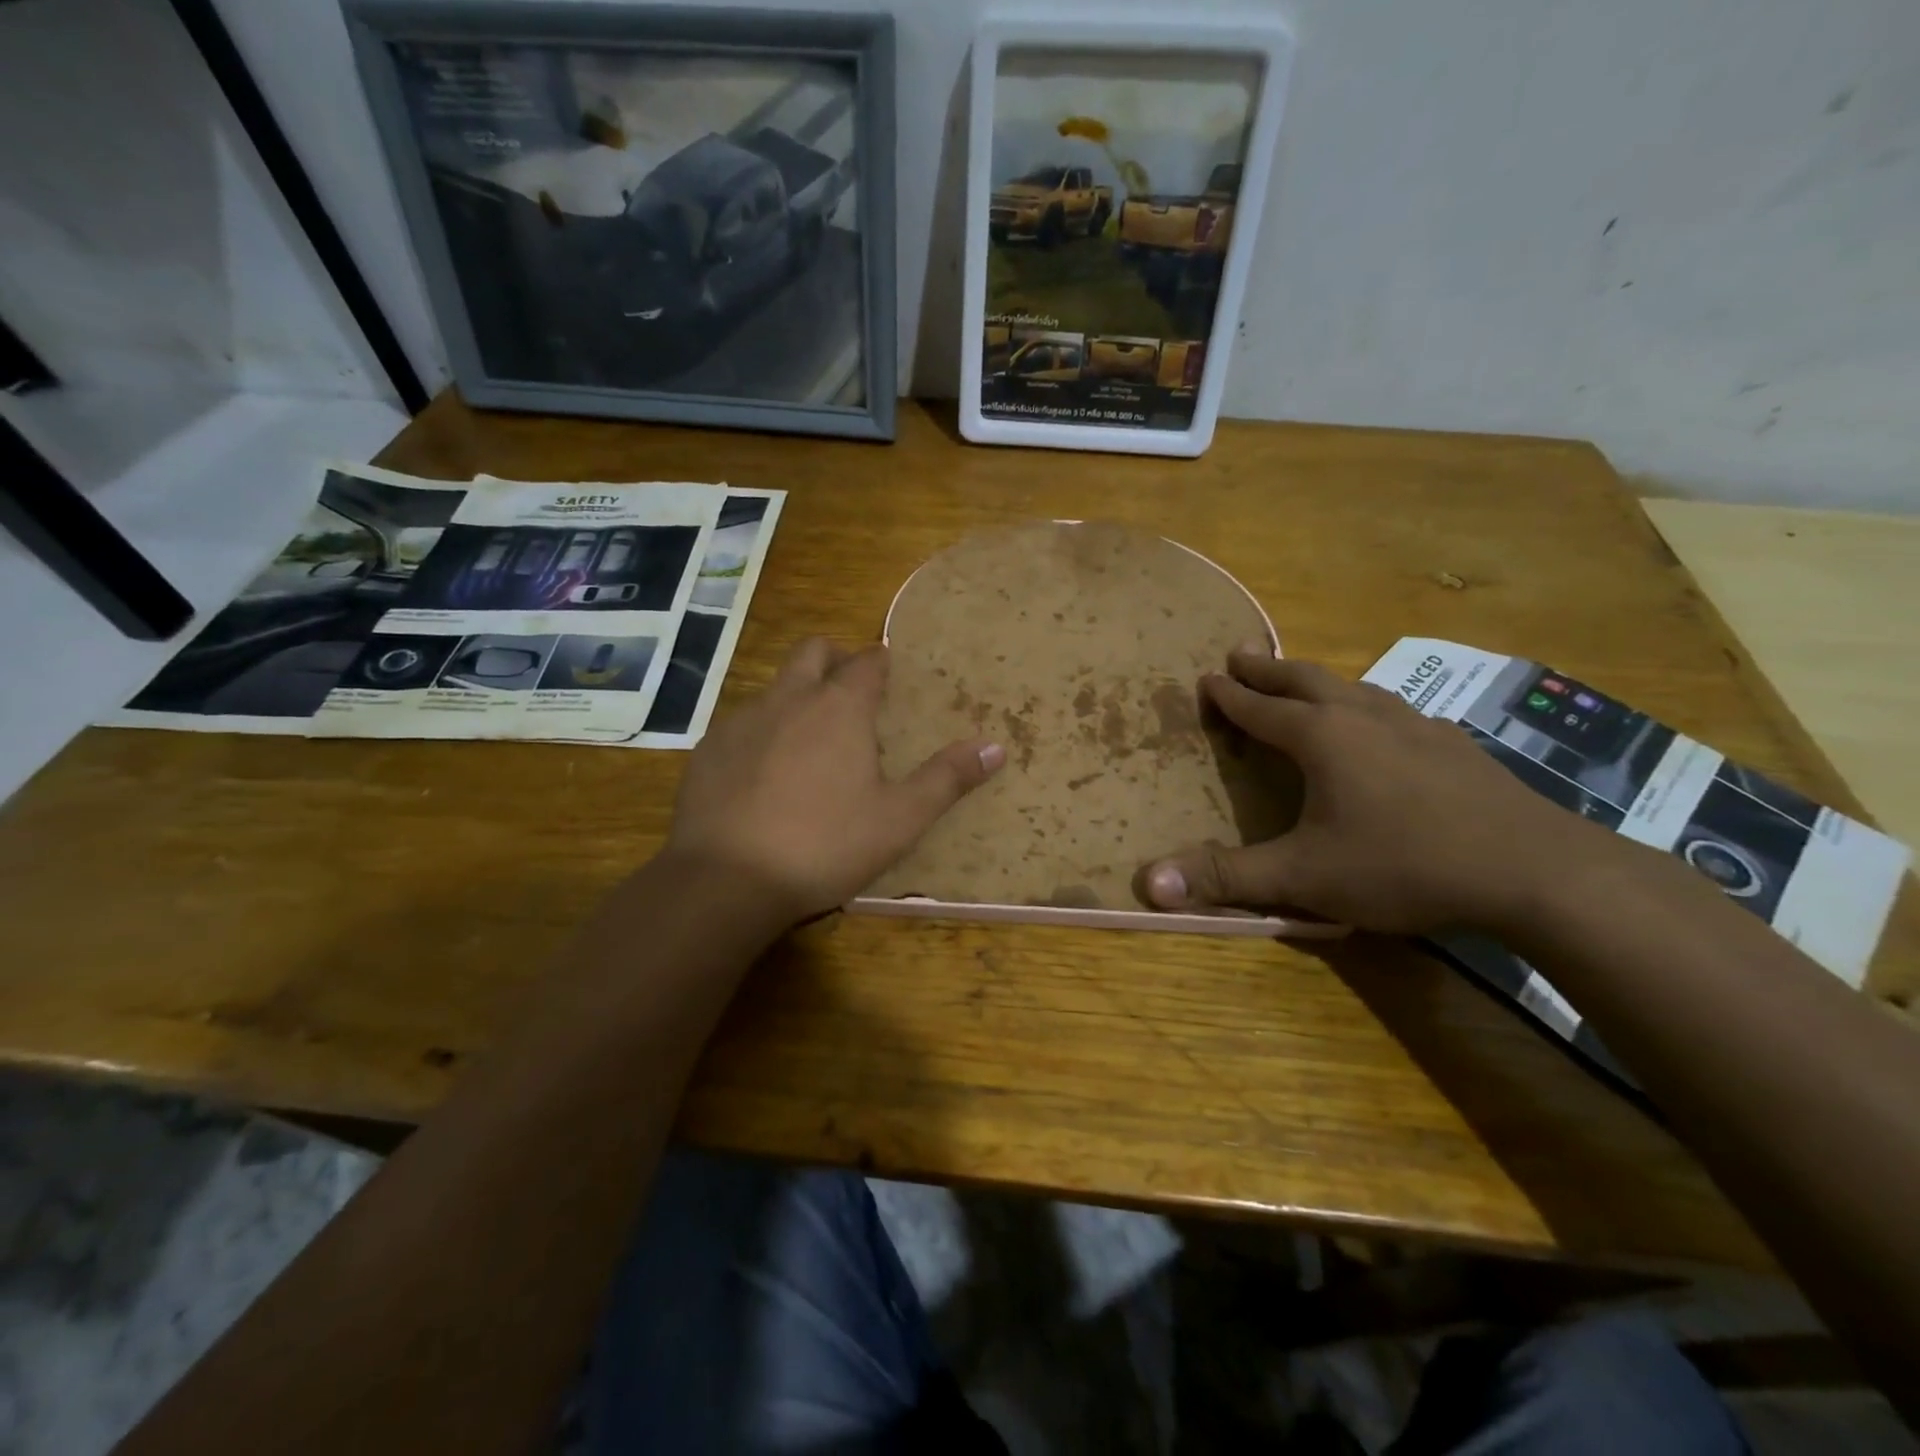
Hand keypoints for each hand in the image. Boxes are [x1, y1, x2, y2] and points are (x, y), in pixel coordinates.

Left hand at [665, 638, 1004, 921]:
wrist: (726, 880)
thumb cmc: (825, 845)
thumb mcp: (899, 819)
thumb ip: (947, 779)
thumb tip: (996, 747)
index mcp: (840, 708)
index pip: (867, 662)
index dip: (882, 663)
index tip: (890, 674)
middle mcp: (789, 699)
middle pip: (813, 652)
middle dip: (835, 659)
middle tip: (852, 694)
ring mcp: (742, 721)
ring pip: (775, 688)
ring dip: (797, 697)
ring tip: (811, 742)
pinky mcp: (708, 750)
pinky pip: (742, 724)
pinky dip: (761, 734)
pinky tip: (764, 777)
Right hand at [1140, 648, 1623, 934]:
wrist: (1534, 870)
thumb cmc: (1404, 865)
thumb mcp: (1303, 878)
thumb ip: (1226, 877)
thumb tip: (1148, 883)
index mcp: (1321, 738)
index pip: (1260, 709)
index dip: (1229, 696)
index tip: (1207, 677)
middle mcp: (1364, 717)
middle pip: (1305, 681)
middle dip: (1267, 669)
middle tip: (1241, 654)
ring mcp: (1416, 725)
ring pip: (1354, 688)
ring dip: (1318, 681)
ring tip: (1303, 681)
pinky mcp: (1454, 745)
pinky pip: (1394, 710)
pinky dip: (1367, 705)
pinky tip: (1381, 722)